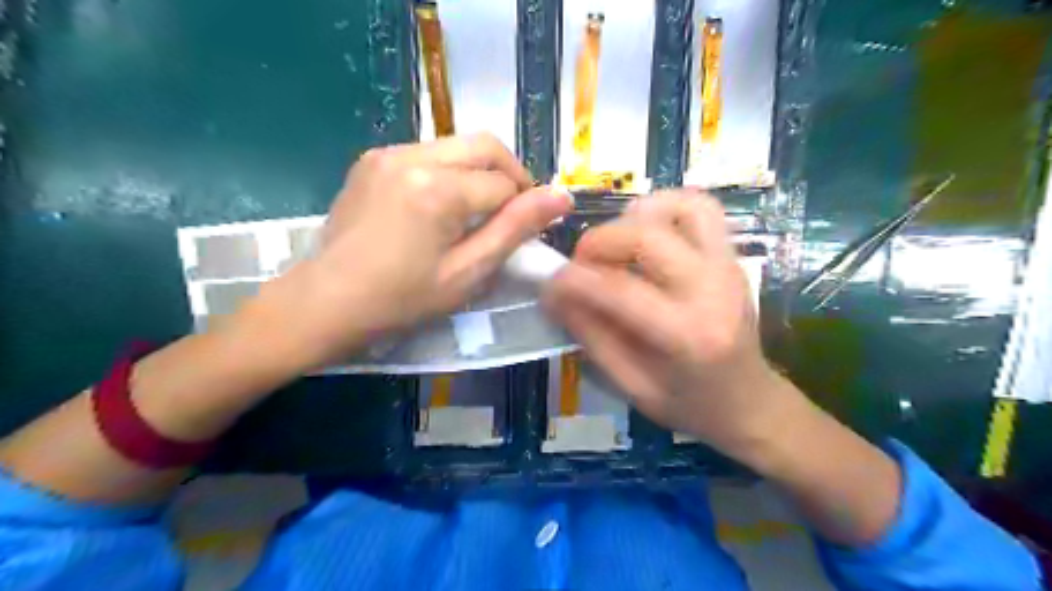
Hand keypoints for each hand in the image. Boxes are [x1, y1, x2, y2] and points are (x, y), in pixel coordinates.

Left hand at [237, 137, 571, 370]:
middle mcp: (413, 156)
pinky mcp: (373, 158)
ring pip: (458, 145)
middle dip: (510, 175)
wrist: (325, 301)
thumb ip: (514, 230)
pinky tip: (439, 206)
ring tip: (474, 212)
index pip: (504, 184)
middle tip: (510, 213)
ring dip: (479, 172)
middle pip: (485, 145)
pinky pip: (429, 152)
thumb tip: (562, 196)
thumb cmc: (401, 299)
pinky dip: (449, 171)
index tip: (519, 234)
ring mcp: (387, 152)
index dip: (521, 207)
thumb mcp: (466, 273)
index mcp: (438, 189)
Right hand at [541, 190, 788, 455]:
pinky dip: (664, 209)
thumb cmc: (688, 404)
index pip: (619, 290)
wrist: (749, 401)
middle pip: (647, 236)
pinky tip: (644, 233)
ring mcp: (728, 266)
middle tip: (580, 264)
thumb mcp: (630, 385)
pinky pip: (699, 208)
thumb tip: (555, 294)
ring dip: (634, 217)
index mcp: (688, 336)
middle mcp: (713, 290)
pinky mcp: (732, 255)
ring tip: (615, 246)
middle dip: (598, 242)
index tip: (549, 284)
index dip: (573, 281)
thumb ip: (591, 336)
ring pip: (681, 206)